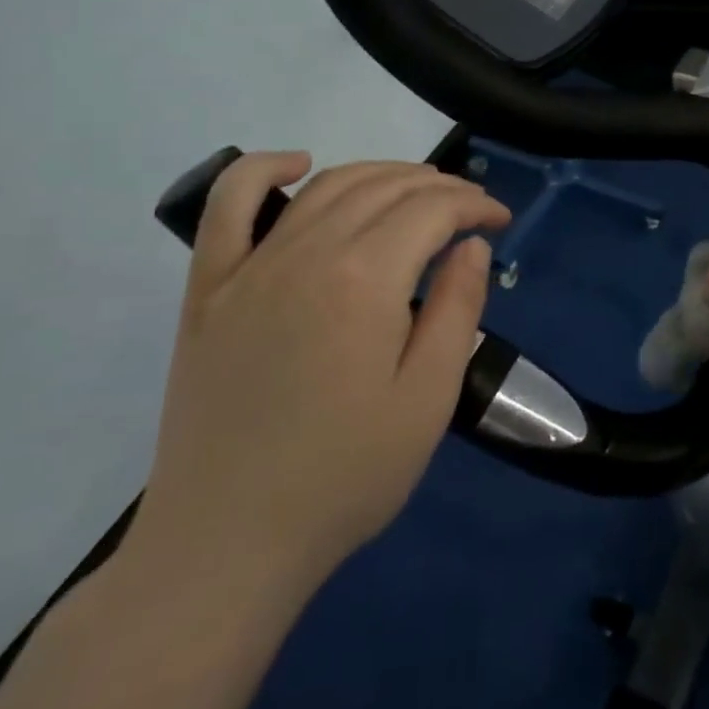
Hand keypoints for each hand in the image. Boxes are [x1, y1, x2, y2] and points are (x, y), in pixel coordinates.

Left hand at [132, 152, 510, 594]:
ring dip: (381, 174)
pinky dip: (262, 170)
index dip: (475, 205)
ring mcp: (249, 267)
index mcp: (364, 280)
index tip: (501, 222)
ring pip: (326, 186)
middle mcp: (305, 254)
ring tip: (417, 193)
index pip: (432, 210)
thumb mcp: (429, 398)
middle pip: (384, 187)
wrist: (225, 544)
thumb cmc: (344, 476)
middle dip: (440, 187)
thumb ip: (457, 308)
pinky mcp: (207, 290)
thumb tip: (469, 246)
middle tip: (471, 211)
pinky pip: (227, 206)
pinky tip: (296, 164)